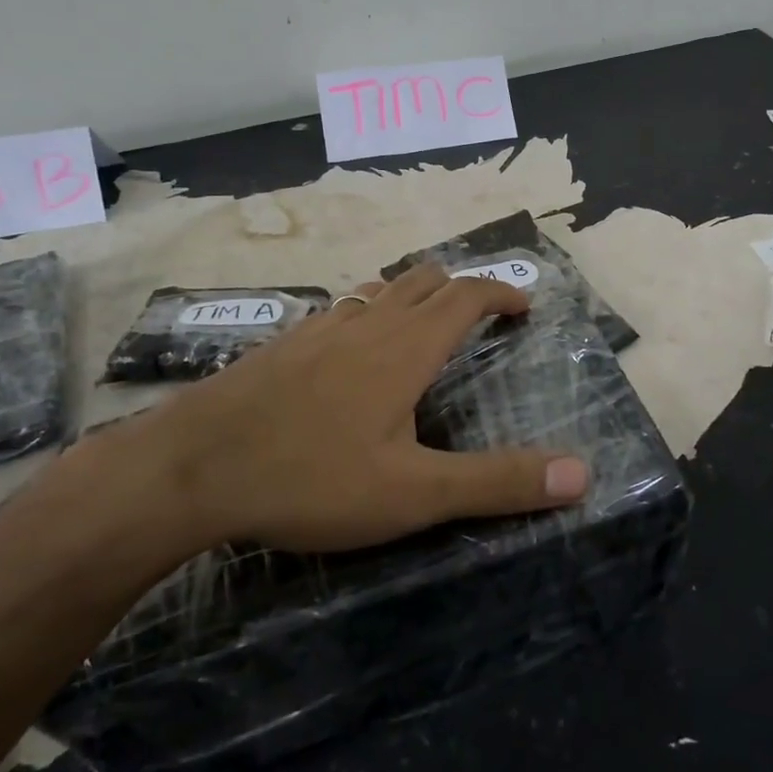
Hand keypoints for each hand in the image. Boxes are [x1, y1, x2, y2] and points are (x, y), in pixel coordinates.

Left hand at [120, 264, 591, 554]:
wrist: (191, 468)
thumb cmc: (311, 476)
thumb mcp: (414, 492)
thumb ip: (498, 482)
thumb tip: (581, 472)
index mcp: (406, 345)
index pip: (467, 294)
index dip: (501, 291)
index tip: (523, 306)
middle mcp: (367, 322)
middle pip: (424, 279)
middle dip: (460, 289)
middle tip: (478, 318)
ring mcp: (319, 328)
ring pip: (378, 291)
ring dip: (410, 298)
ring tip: (421, 332)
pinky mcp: (283, 343)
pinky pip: (340, 312)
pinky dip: (366, 317)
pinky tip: (349, 357)